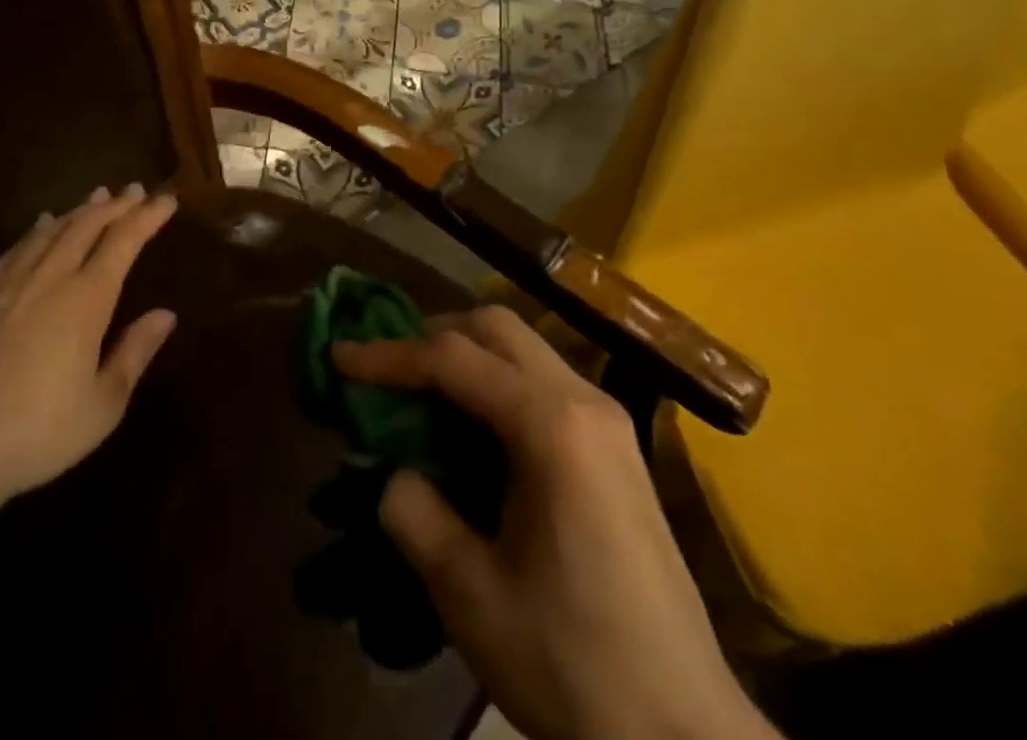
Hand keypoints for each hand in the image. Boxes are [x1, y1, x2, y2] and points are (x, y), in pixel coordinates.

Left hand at [0, 184, 178, 522]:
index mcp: (86, 300)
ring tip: (96, 198)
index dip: (147, 217)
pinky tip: (40, 226)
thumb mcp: (102, 406)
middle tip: (134, 191)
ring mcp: (6, 286)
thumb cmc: (35, 433)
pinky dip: (36, 231)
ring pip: (49, 232)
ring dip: (78, 211)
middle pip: (86, 226)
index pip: (123, 242)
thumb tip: (166, 314)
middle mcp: (48, 279)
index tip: (166, 200)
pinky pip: (14, 250)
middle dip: (115, 206)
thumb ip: (134, 354)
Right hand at [333, 309, 775, 739]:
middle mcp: (585, 400)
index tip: (339, 358)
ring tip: (420, 396)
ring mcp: (608, 421)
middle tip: (386, 371)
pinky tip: (473, 432)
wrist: (687, 739)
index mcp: (551, 425)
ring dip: (467, 358)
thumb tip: (396, 472)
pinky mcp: (617, 449)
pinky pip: (544, 384)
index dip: (389, 354)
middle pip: (497, 328)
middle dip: (433, 337)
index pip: (453, 359)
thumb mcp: (471, 595)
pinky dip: (497, 386)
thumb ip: (416, 514)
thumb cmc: (573, 665)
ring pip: (524, 350)